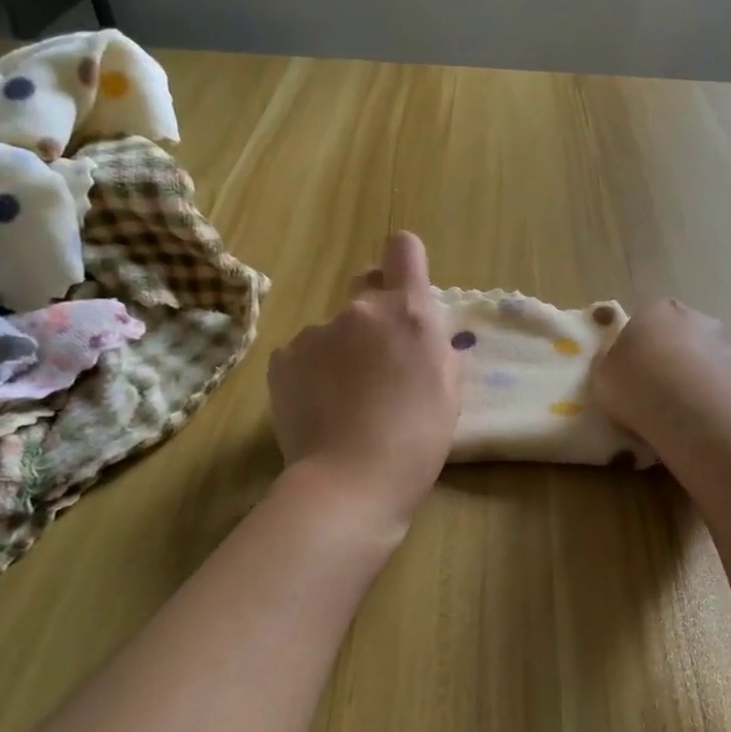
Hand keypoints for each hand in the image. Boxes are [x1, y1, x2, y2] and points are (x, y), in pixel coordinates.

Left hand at [267, 232, 459, 536]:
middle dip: (375, 316)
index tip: (405, 287)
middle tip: (378, 365)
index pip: (403, 249)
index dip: (404, 262)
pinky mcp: (283, 358)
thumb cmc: (416, 440)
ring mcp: (316, 332)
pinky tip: (319, 408)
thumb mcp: (448, 388)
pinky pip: (304, 354)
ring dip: (341, 351)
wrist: (350, 482)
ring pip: (334, 329)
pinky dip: (311, 373)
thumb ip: (433, 344)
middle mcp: (361, 310)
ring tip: (345, 400)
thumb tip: (417, 331)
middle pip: (366, 289)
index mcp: (408, 312)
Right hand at [590, 299, 730, 463]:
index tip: (634, 376)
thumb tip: (616, 366)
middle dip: (677, 363)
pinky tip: (713, 430)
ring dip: (703, 384)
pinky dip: (726, 407)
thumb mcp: (602, 376)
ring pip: (713, 365)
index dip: (641, 349)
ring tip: (686, 420)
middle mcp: (700, 320)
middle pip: (685, 339)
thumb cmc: (635, 384)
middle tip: (661, 397)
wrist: (692, 409)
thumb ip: (611, 366)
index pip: (648, 322)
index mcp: (658, 312)